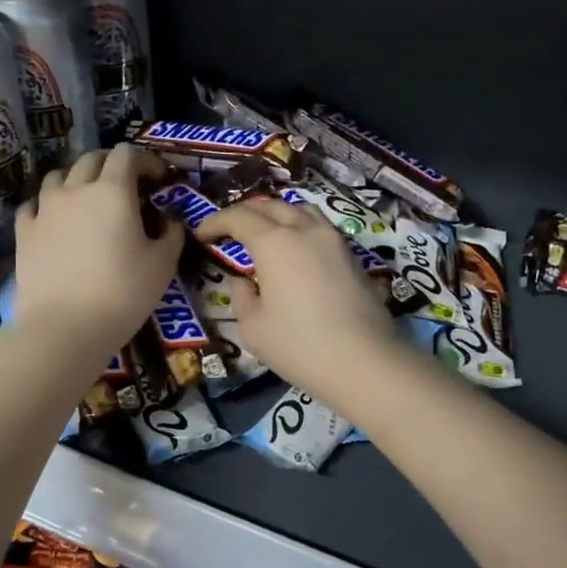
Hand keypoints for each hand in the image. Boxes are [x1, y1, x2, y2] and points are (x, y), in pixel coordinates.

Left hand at [13, 145, 182, 362]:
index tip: (159, 178)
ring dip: (77, 179)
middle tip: (127, 185)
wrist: (64, 328)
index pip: (127, 154)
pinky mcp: (23, 232)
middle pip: (92, 159)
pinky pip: (33, 205)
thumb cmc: (122, 294)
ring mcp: (44, 209)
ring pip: (58, 176)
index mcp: (113, 191)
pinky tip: (54, 219)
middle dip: (112, 164)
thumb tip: (170, 221)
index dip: (145, 160)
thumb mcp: (163, 266)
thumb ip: (171, 235)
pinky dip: (47, 204)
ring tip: (87, 198)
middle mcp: (76, 190)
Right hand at [194, 197, 400, 406]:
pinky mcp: (352, 255)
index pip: (238, 217)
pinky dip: (298, 227)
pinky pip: (318, 227)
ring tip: (262, 233)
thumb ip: (241, 297)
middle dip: (244, 214)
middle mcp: (305, 230)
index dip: (215, 222)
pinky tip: (293, 250)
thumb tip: (244, 282)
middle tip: (228, 231)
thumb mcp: (253, 328)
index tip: (201, 235)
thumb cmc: (300, 346)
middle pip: (270, 206)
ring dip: (275, 214)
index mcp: (274, 242)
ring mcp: (333, 239)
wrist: (365, 362)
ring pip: (299, 210)